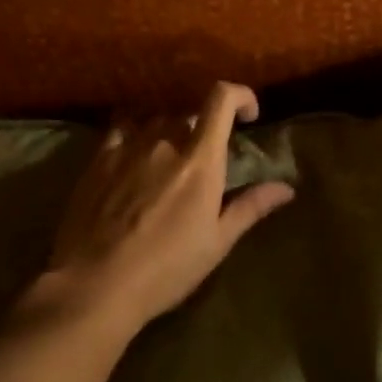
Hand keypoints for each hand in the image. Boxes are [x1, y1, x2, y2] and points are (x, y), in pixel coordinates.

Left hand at [28, 82, 294, 335]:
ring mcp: (126, 148)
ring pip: (156, 119)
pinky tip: (134, 155)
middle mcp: (164, 142)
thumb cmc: (166, 268)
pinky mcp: (97, 160)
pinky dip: (136, 133)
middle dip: (204, 127)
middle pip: (189, 112)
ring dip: (170, 131)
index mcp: (200, 160)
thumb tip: (286, 188)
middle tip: (207, 157)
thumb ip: (251, 206)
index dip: (240, 95)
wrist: (94, 286)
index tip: (249, 116)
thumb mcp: (217, 242)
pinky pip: (121, 129)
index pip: (221, 99)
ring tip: (171, 157)